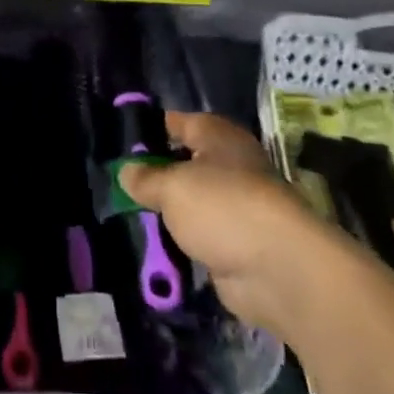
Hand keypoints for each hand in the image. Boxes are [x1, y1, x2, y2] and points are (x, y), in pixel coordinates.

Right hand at [120, 111, 313, 325]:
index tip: (116, 146)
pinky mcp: (234, 243)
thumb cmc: (222, 207)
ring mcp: (232, 206)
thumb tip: (126, 171)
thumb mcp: (171, 186)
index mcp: (216, 135)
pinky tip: (151, 245)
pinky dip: (178, 243)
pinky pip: (196, 236)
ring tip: (126, 217)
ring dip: (164, 213)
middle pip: (180, 163)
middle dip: (151, 176)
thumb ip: (145, 177)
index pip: (174, 122)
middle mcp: (227, 164)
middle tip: (115, 185)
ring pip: (187, 203)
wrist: (279, 270)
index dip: (145, 132)